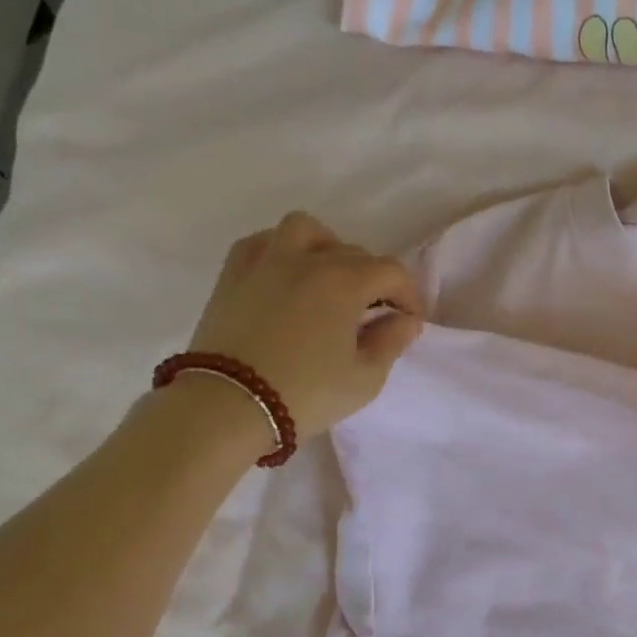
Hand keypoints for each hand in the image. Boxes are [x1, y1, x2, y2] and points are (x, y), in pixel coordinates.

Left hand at [184, 212, 423, 439]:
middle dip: (373, 280)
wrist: (227, 406)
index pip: (391, 272)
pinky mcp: (233, 275)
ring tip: (329, 280)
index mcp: (344, 282)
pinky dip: (281, 251)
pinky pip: (261, 243)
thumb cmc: (305, 394)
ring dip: (327, 248)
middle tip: (373, 314)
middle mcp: (307, 260)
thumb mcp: (365, 378)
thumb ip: (391, 342)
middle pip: (354, 253)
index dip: (409, 295)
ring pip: (305, 230)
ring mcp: (266, 262)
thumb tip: (405, 319)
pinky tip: (287, 276)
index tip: (409, 321)